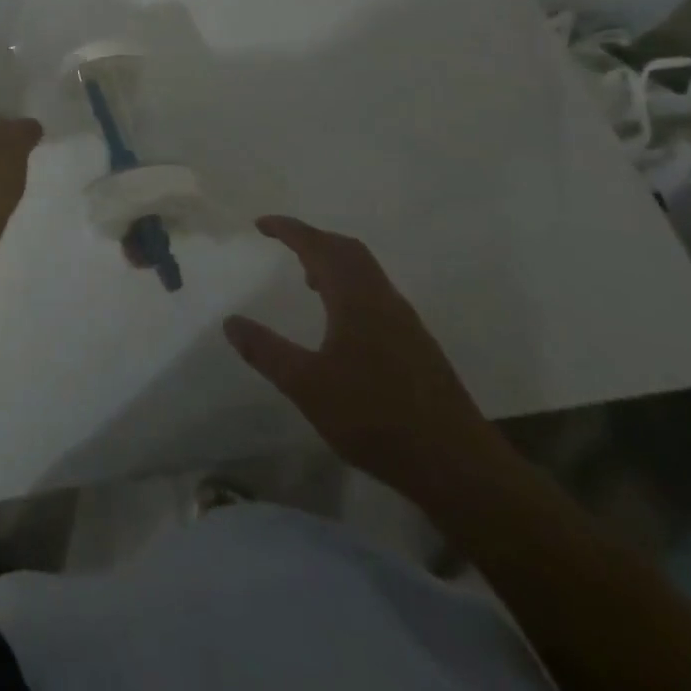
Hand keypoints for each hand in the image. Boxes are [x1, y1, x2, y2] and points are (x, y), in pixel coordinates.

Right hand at [224, 216, 507, 503]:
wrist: (458, 467)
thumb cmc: (376, 418)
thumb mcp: (307, 386)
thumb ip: (267, 351)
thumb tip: (231, 322)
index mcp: (356, 298)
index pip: (318, 246)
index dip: (289, 230)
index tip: (261, 224)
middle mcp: (383, 299)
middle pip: (348, 250)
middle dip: (313, 239)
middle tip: (283, 243)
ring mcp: (406, 323)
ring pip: (366, 273)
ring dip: (334, 264)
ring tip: (307, 279)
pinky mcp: (417, 346)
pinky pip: (377, 295)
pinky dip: (351, 288)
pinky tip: (341, 322)